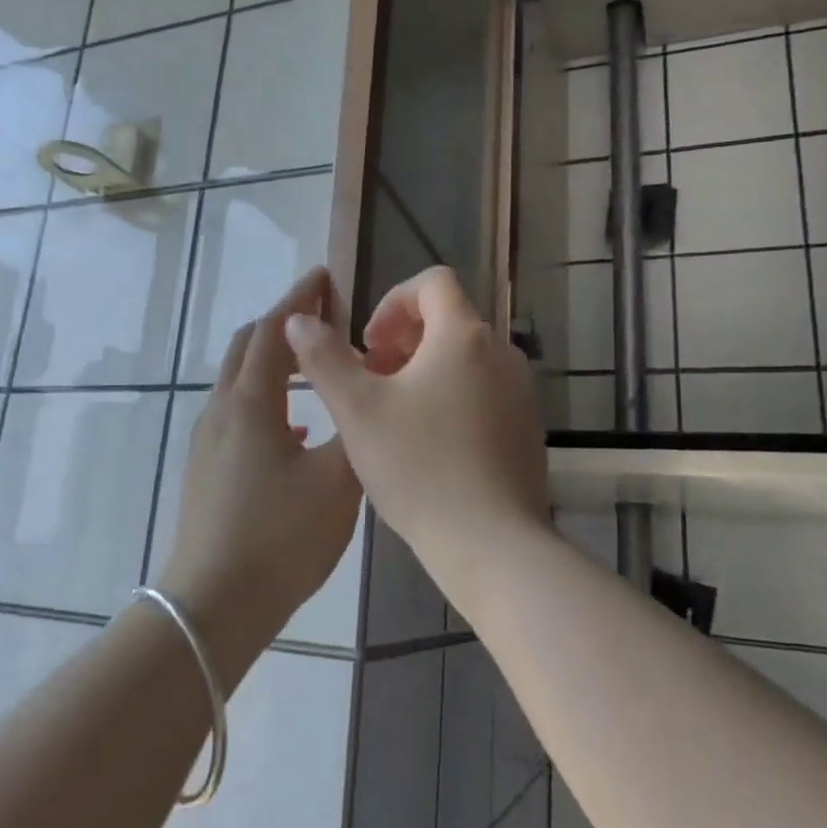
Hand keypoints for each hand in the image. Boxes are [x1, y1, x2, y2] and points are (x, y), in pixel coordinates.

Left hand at [158, 268, 362, 684]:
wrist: (213, 604)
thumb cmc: (280, 537)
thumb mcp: (336, 482)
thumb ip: (353, 430)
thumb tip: (361, 400)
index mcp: (252, 403)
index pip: (275, 331)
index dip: (300, 299)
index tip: (324, 275)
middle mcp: (222, 411)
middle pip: (249, 347)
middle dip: (283, 323)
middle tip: (322, 314)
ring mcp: (208, 441)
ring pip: (241, 382)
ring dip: (275, 362)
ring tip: (315, 367)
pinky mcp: (207, 469)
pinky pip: (238, 414)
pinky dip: (267, 400)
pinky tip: (295, 430)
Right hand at [284, 266, 548, 600]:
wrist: (491, 544)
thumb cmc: (419, 468)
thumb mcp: (357, 410)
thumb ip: (324, 358)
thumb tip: (299, 320)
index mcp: (464, 336)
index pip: (433, 283)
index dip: (392, 302)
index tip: (369, 344)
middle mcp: (502, 354)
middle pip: (450, 321)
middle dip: (404, 341)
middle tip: (373, 381)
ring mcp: (521, 393)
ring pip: (466, 360)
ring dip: (425, 371)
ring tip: (394, 416)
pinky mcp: (527, 428)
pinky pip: (484, 393)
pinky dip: (452, 398)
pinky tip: (428, 446)